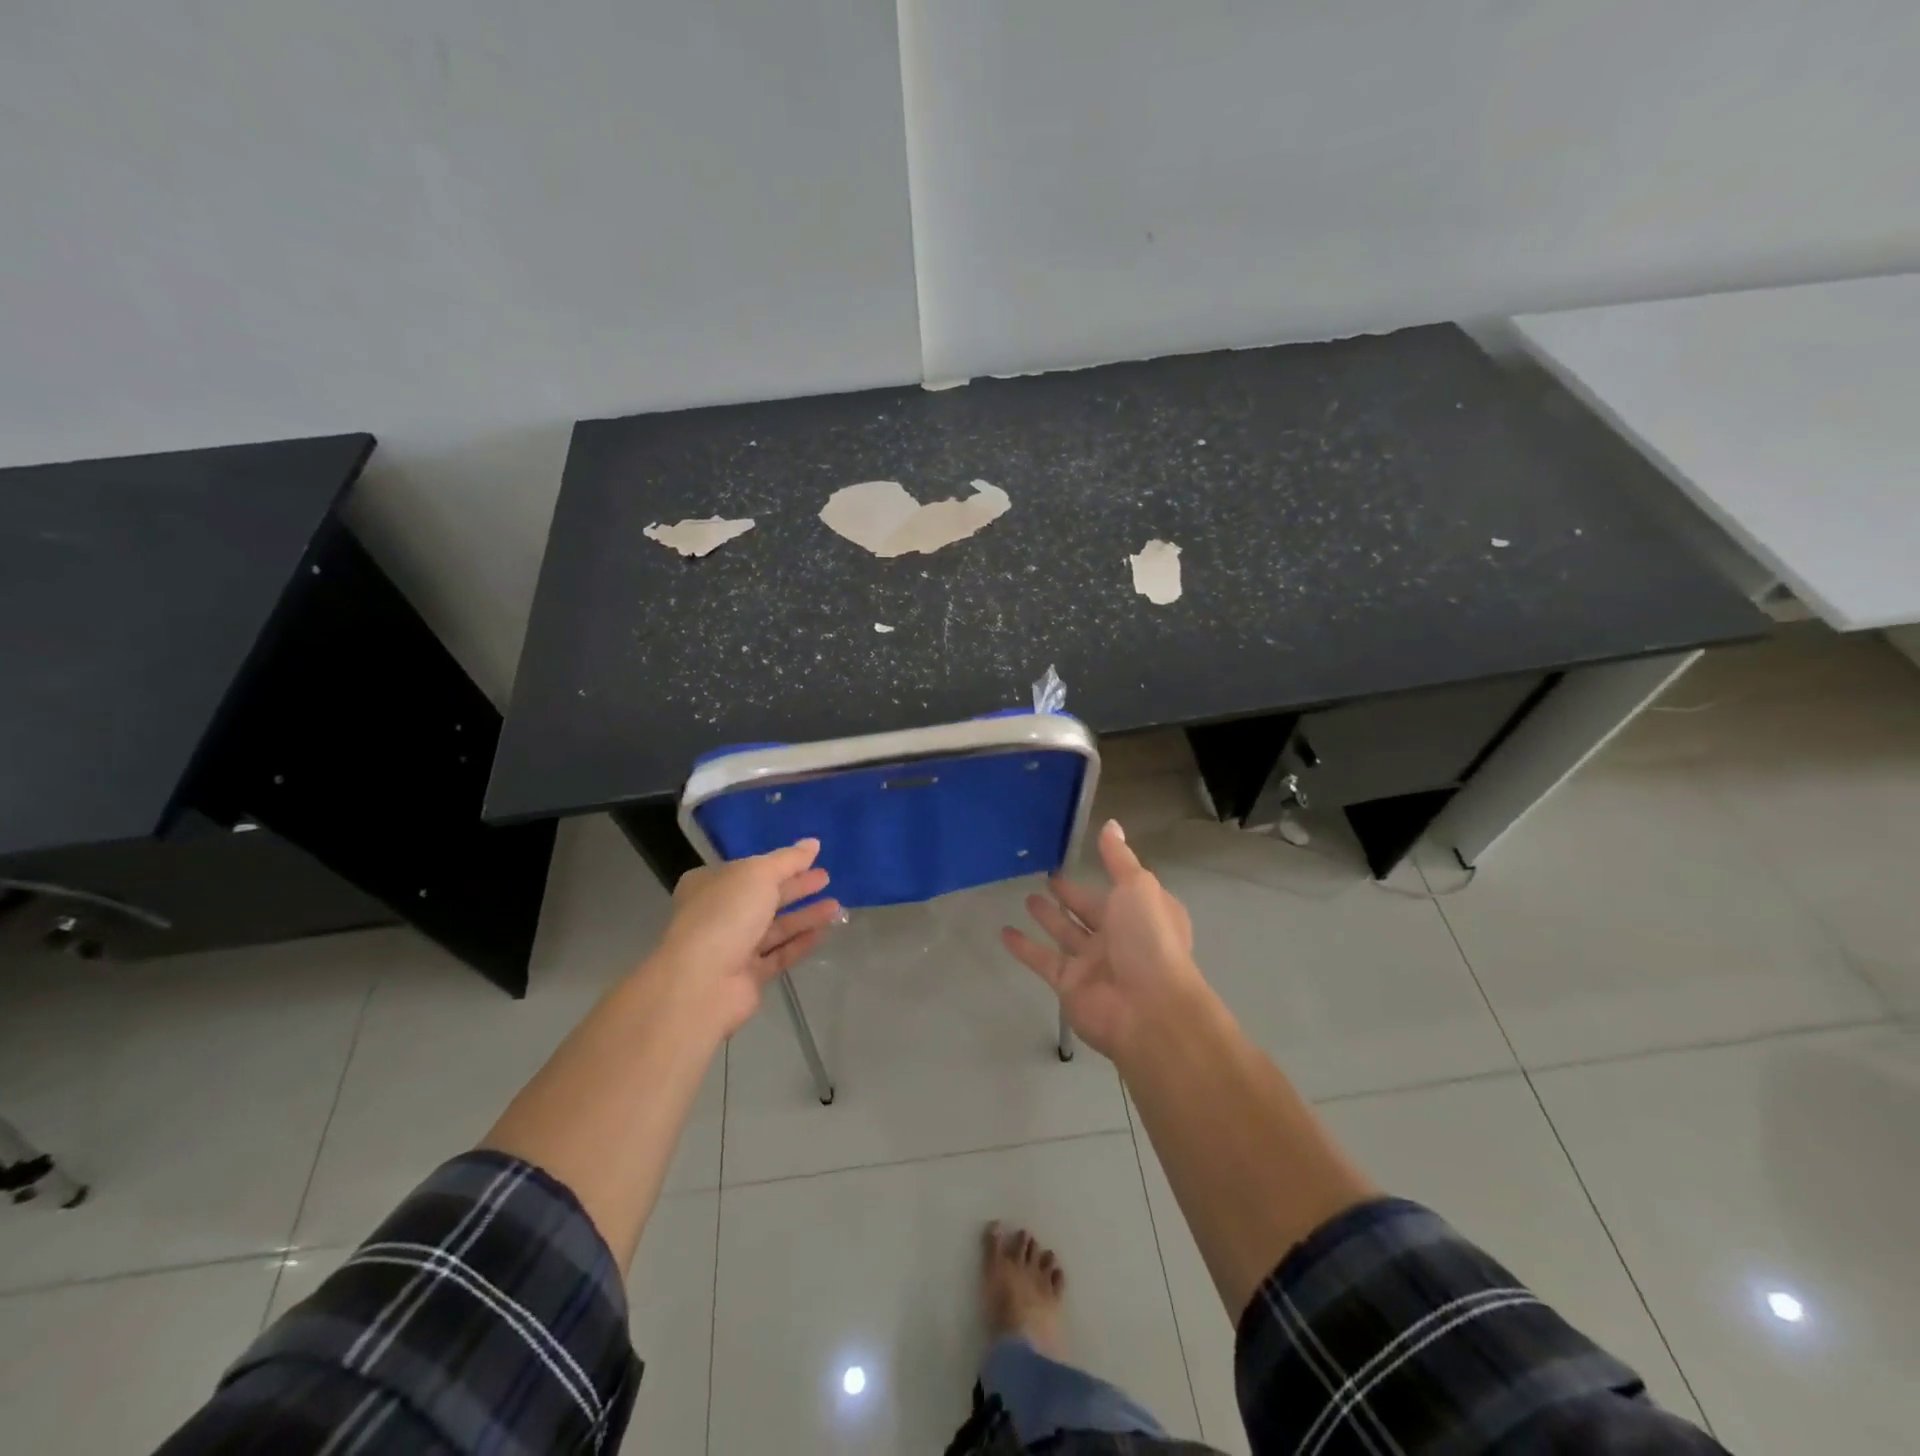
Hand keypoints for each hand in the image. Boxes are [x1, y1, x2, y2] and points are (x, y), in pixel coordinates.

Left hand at [650, 840, 841, 1038]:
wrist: (703, 982)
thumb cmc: (726, 914)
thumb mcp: (759, 874)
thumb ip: (789, 859)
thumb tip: (813, 843)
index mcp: (711, 884)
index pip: (750, 869)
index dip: (781, 864)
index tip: (811, 859)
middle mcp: (719, 914)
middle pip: (764, 897)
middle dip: (796, 888)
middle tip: (826, 879)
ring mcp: (732, 947)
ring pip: (775, 927)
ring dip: (804, 916)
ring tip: (836, 907)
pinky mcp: (747, 976)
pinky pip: (778, 954)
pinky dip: (800, 943)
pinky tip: (824, 933)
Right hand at [1001, 819, 1202, 1060]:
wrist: (1148, 1009)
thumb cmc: (1149, 940)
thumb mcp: (1138, 887)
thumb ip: (1119, 858)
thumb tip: (1110, 824)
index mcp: (1142, 912)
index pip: (1119, 888)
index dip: (1100, 872)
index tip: (1076, 857)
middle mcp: (1119, 936)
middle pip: (1088, 910)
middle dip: (1070, 895)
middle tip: (1046, 877)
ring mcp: (1092, 962)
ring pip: (1065, 933)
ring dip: (1047, 917)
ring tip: (1026, 898)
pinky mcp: (1068, 983)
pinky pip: (1042, 959)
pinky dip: (1024, 947)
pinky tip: (1004, 932)